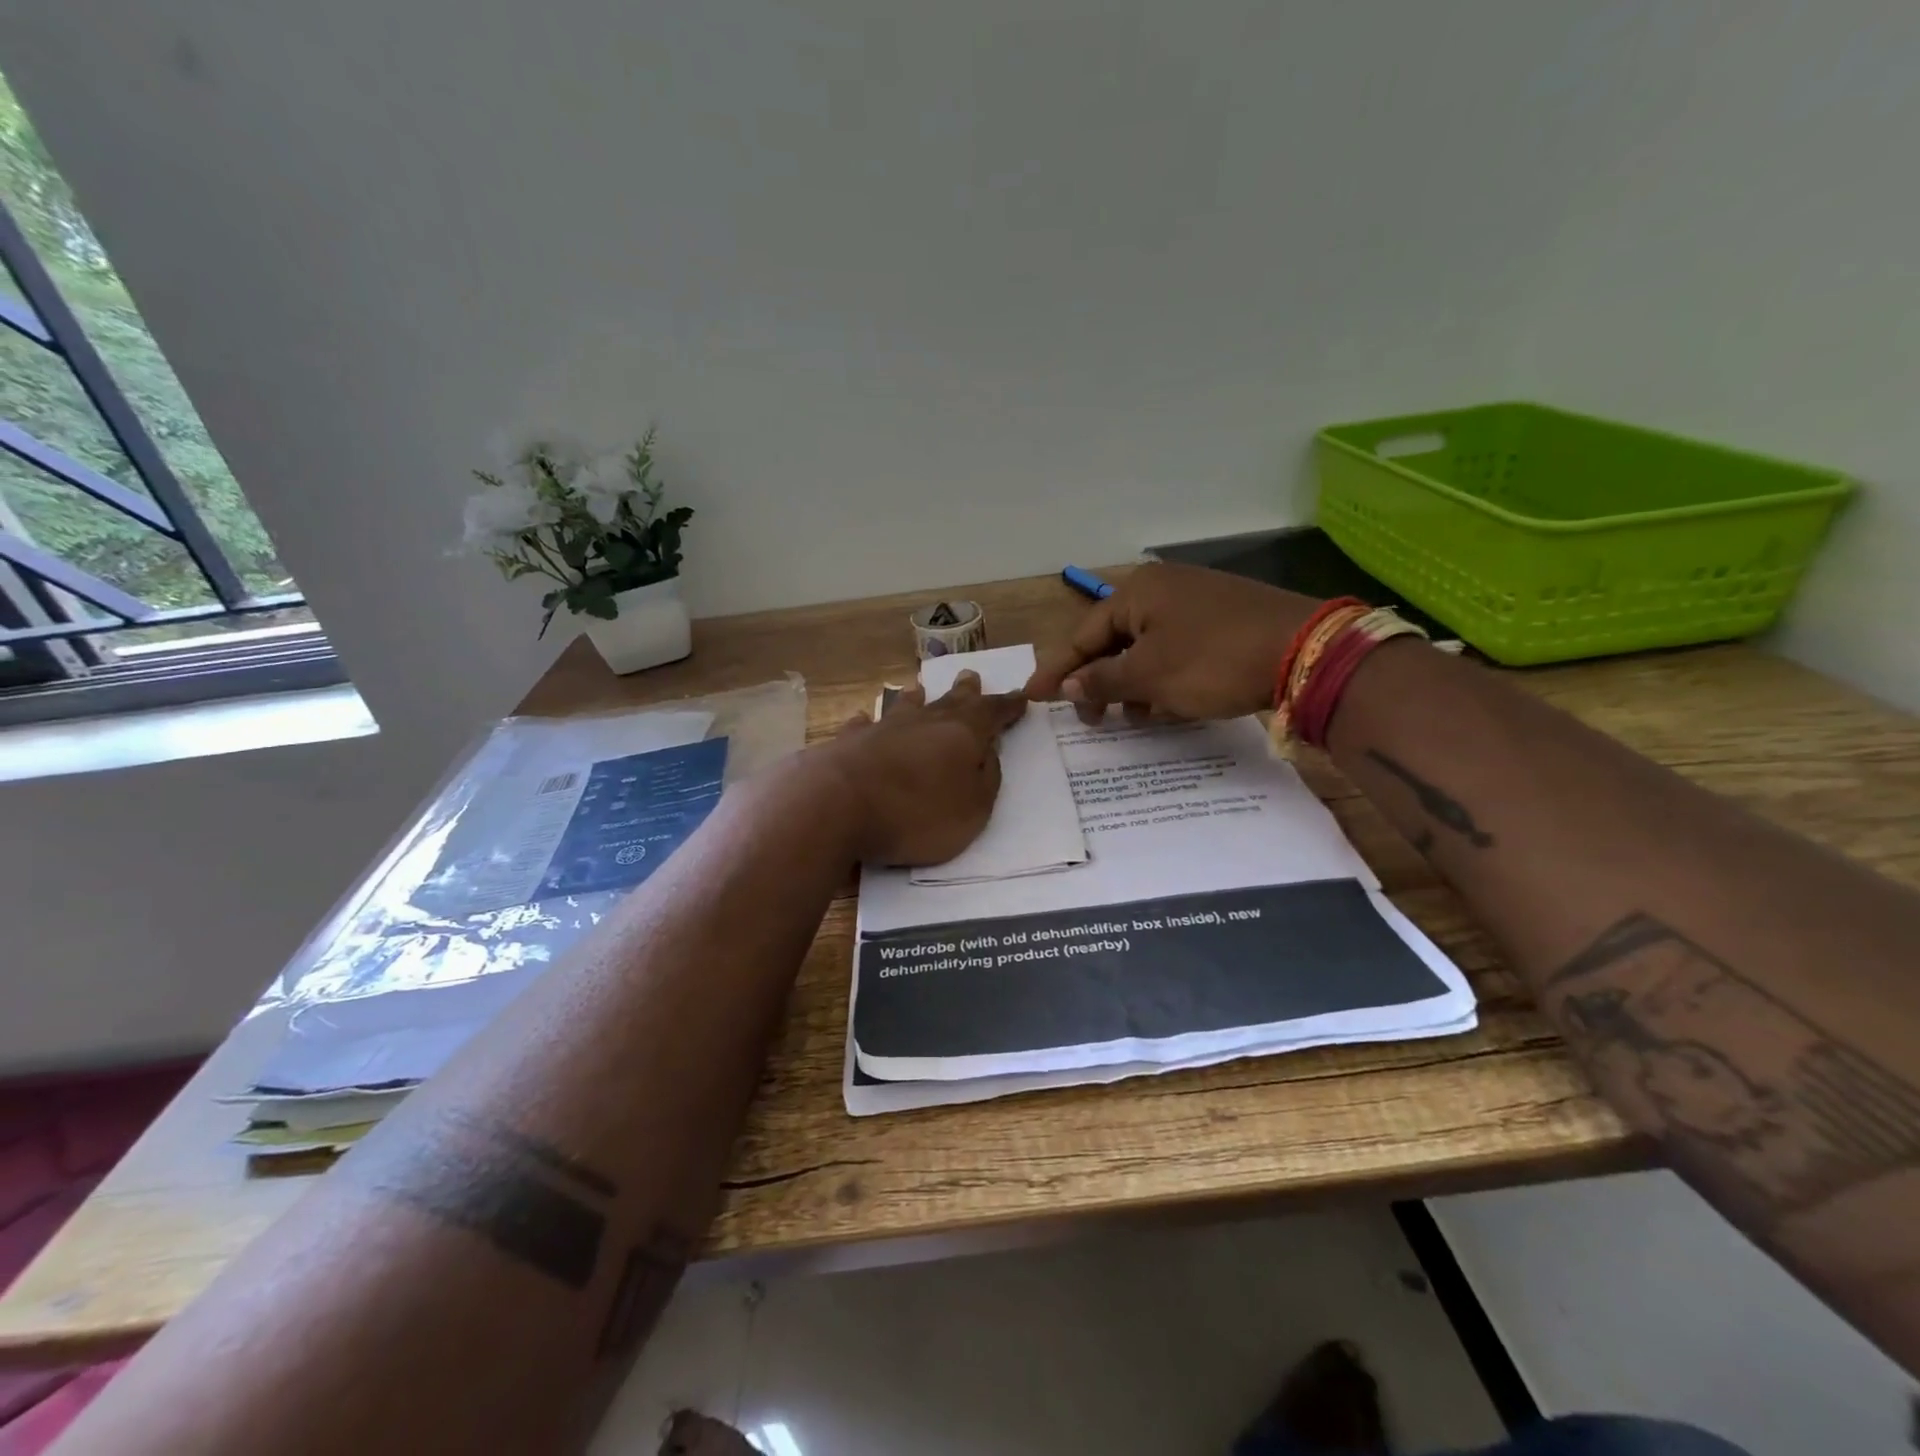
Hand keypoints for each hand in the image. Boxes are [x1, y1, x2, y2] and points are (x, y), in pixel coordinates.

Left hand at [810, 671, 1025, 865]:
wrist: (837, 806)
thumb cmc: (917, 813)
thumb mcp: (973, 808)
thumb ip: (986, 779)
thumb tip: (988, 753)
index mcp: (962, 734)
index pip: (992, 713)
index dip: (1008, 707)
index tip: (1021, 697)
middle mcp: (923, 721)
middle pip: (949, 701)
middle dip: (964, 691)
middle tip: (970, 674)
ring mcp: (882, 728)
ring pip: (904, 706)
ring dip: (915, 699)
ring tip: (919, 689)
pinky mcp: (848, 743)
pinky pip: (862, 727)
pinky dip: (867, 723)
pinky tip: (862, 718)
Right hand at [1026, 563, 1319, 722]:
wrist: (1306, 652)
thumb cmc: (1213, 660)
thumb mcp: (1150, 676)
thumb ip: (1102, 680)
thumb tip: (1067, 687)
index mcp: (1138, 592)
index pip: (1083, 634)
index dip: (1058, 670)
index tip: (1033, 697)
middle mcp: (1164, 589)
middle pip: (1113, 640)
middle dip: (1100, 682)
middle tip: (1090, 720)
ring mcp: (1196, 602)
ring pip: (1146, 649)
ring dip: (1133, 686)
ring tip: (1133, 718)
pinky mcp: (1222, 620)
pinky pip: (1176, 651)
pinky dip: (1164, 679)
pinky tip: (1169, 706)